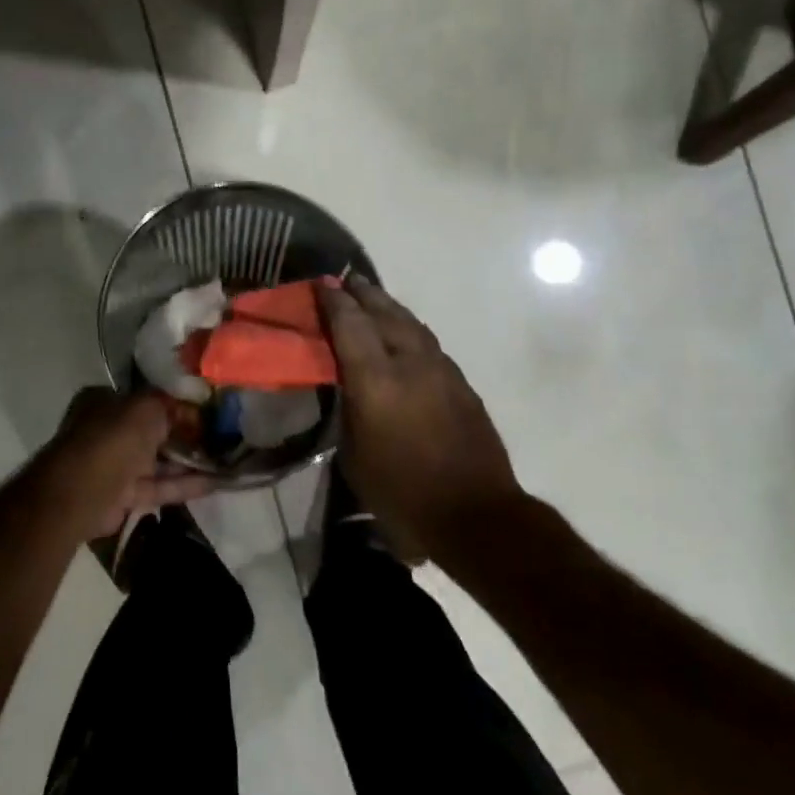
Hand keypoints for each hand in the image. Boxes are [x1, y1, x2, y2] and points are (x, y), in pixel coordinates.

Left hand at [35, 387, 212, 539]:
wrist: (83, 493)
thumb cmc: (113, 438)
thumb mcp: (146, 407)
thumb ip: (170, 404)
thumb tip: (191, 407)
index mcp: (105, 402)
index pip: (146, 399)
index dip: (176, 404)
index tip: (206, 410)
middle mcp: (108, 430)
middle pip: (153, 431)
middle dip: (185, 434)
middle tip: (222, 436)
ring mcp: (115, 464)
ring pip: (158, 461)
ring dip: (189, 461)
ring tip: (226, 459)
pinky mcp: (124, 495)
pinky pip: (159, 486)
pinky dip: (184, 484)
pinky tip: (216, 483)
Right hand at [318, 278, 520, 558]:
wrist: (474, 514)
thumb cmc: (401, 493)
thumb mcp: (354, 455)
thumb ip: (349, 410)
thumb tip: (348, 386)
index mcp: (376, 380)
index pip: (351, 325)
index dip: (334, 301)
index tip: (321, 284)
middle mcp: (410, 363)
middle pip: (385, 314)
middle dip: (364, 294)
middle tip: (347, 280)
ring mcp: (442, 371)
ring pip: (412, 325)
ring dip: (390, 308)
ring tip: (374, 299)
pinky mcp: (462, 384)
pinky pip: (429, 344)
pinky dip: (410, 331)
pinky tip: (404, 337)